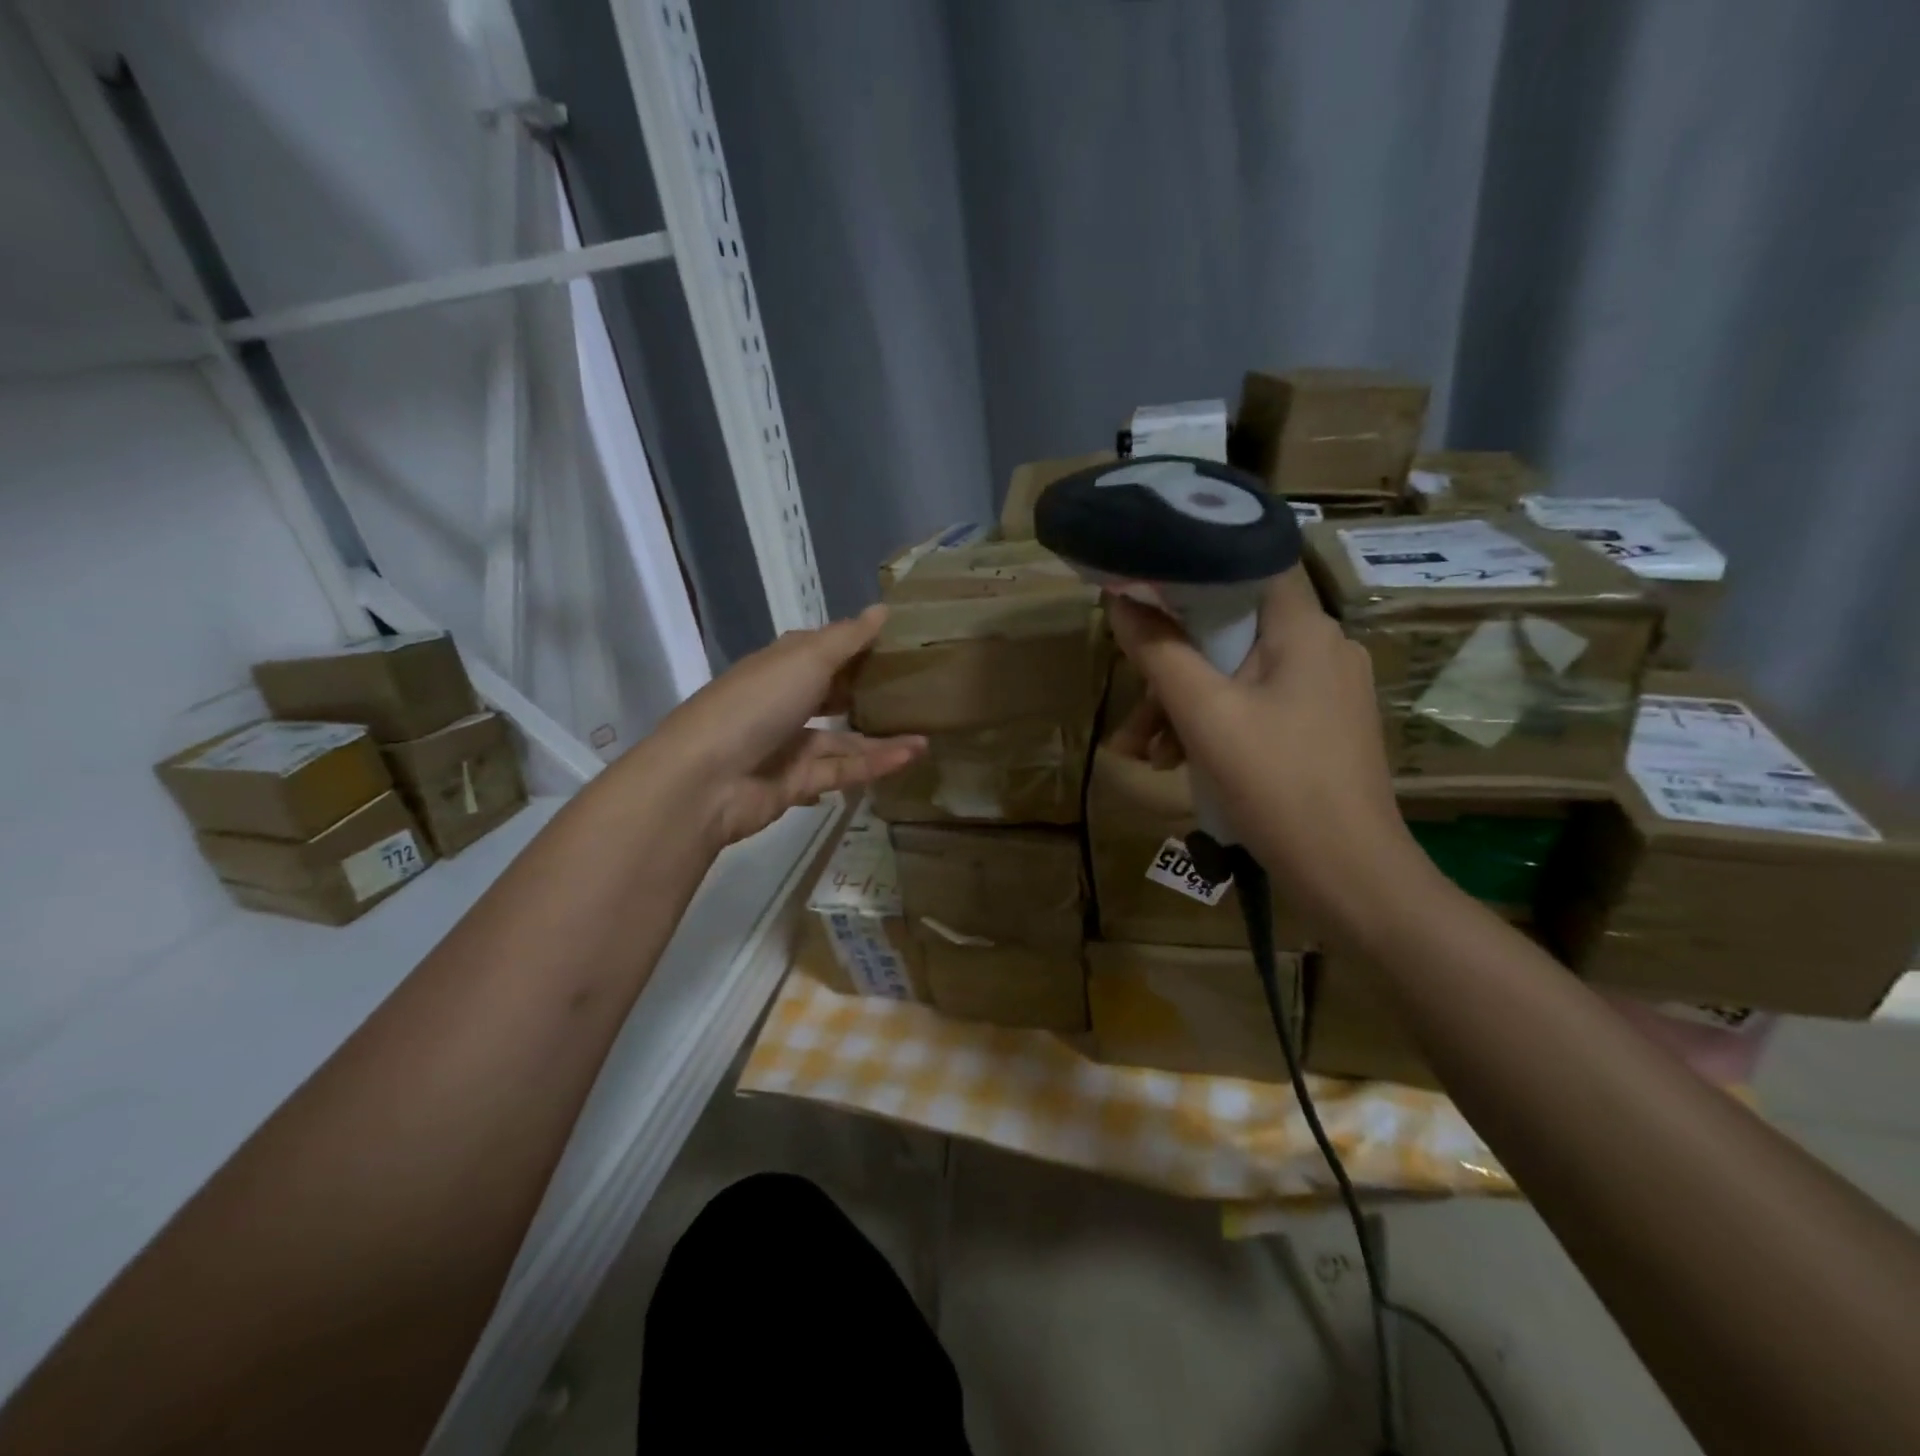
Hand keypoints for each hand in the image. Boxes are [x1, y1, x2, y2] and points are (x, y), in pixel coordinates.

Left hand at [656, 606, 925, 845]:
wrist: (706, 779)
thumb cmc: (757, 703)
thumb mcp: (807, 659)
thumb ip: (848, 638)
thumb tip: (883, 609)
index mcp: (781, 666)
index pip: (824, 650)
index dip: (859, 644)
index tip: (902, 642)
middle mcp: (785, 703)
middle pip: (834, 695)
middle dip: (871, 692)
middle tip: (920, 688)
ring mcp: (789, 746)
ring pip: (844, 739)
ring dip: (883, 735)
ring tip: (929, 730)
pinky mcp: (798, 783)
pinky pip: (843, 770)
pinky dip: (875, 763)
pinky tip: (912, 754)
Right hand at [1106, 568, 1422, 925]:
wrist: (1348, 876)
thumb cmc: (1276, 784)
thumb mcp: (1205, 714)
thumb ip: (1159, 651)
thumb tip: (1120, 600)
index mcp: (1304, 629)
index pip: (1250, 563)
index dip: (1195, 565)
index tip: (1145, 583)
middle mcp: (1322, 648)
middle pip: (1232, 629)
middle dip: (1172, 666)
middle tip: (1132, 705)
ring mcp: (1324, 691)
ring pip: (1236, 674)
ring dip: (1183, 706)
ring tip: (1143, 753)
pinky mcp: (1319, 728)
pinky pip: (1254, 707)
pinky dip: (1213, 727)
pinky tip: (1178, 764)